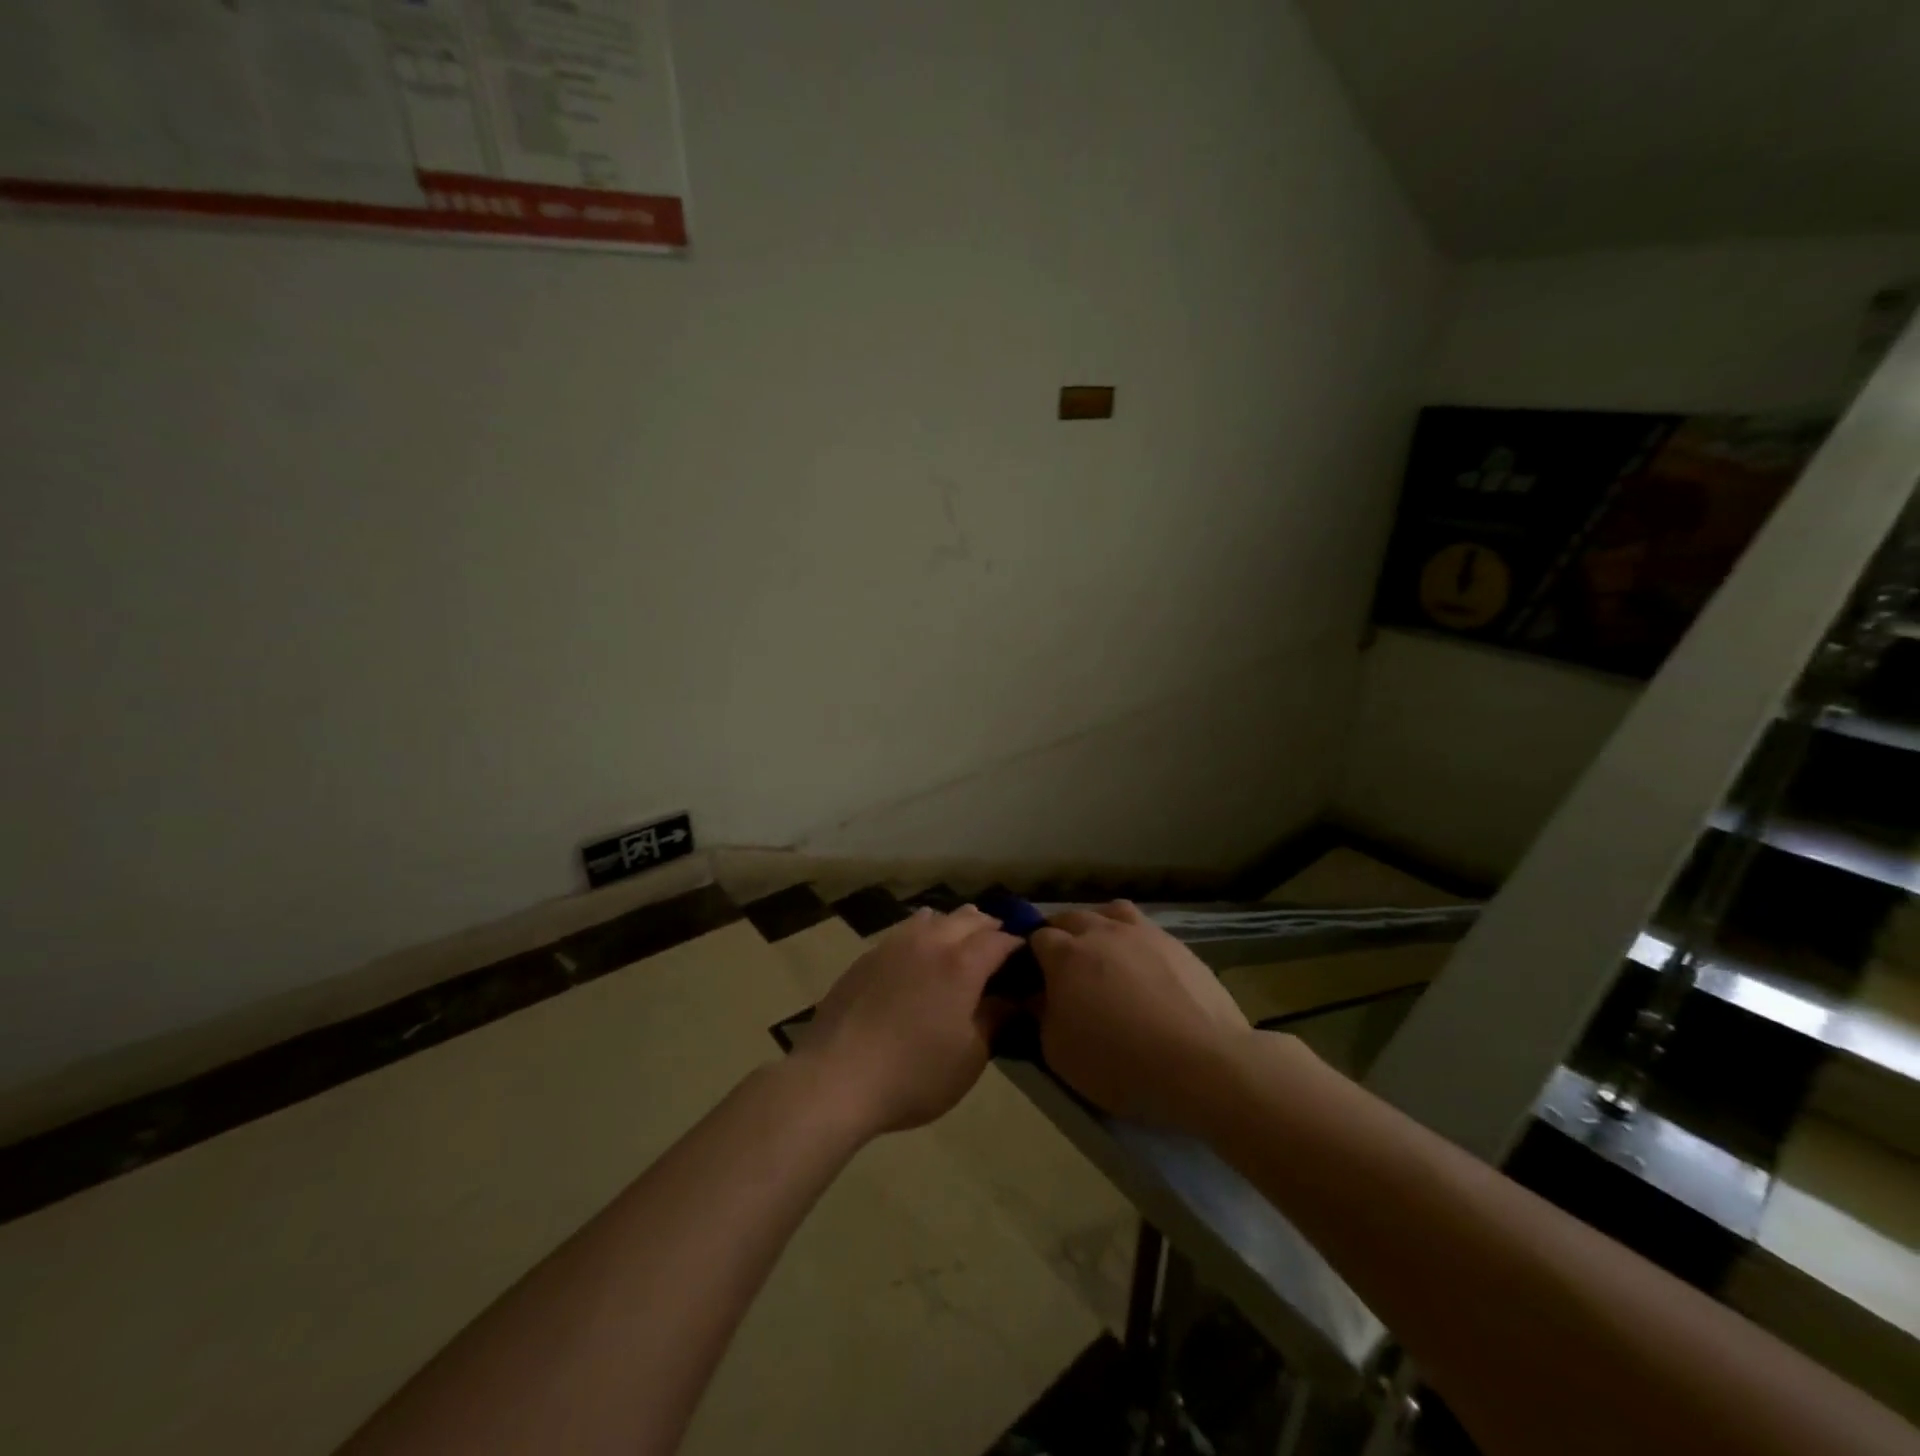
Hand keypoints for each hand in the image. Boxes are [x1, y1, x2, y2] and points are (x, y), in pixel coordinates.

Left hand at [792, 906, 1020, 1137]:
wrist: (837, 1077)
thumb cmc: (914, 1074)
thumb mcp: (969, 1058)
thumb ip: (994, 1021)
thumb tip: (1010, 1000)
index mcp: (961, 964)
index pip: (999, 940)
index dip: (1017, 946)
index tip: (1027, 958)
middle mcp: (930, 942)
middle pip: (967, 918)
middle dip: (988, 928)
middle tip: (998, 947)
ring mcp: (894, 945)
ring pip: (932, 917)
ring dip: (953, 925)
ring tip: (959, 944)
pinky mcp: (867, 956)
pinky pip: (904, 931)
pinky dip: (922, 934)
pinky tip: (919, 956)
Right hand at [1031, 902, 1252, 1127]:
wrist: (1200, 1062)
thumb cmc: (1119, 1061)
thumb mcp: (1059, 1052)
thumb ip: (1041, 1016)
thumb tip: (1036, 996)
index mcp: (1065, 954)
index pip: (1037, 937)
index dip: (1032, 955)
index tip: (1034, 977)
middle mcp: (1101, 931)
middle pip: (1071, 917)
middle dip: (1061, 935)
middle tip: (1065, 966)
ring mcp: (1142, 932)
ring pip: (1110, 912)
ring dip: (1100, 926)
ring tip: (1104, 952)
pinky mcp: (1176, 944)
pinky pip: (1145, 929)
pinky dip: (1135, 941)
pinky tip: (1142, 966)